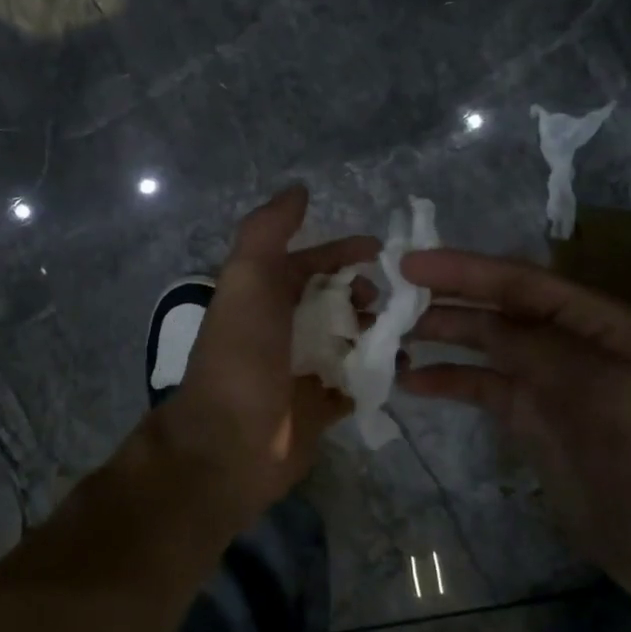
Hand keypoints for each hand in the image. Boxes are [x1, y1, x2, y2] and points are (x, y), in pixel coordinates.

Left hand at [150, 187, 377, 527]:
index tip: (381, 251)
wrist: (229, 443)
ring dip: (376, 330)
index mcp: (263, 295)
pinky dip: (378, 372)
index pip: (309, 261)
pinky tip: (401, 368)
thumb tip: (299, 189)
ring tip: (401, 333)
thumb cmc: (242, 354)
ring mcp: (301, 368)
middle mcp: (282, 327)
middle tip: (388, 302)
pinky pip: (357, 382)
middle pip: (334, 299)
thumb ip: (268, 230)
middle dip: (364, 292)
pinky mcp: (319, 407)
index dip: (342, 251)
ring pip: (349, 338)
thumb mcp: (248, 279)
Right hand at [398, 249, 630, 618]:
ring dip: (441, 336)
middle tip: (389, 293)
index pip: (523, 282)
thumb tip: (483, 324)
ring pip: (485, 345)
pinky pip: (482, 388)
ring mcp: (546, 382)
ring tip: (390, 333)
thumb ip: (538, 349)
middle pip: (498, 308)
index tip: (412, 263)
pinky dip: (448, 382)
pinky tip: (412, 382)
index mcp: (597, 323)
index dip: (467, 269)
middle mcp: (567, 342)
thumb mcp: (599, 390)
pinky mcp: (529, 419)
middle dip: (447, 297)